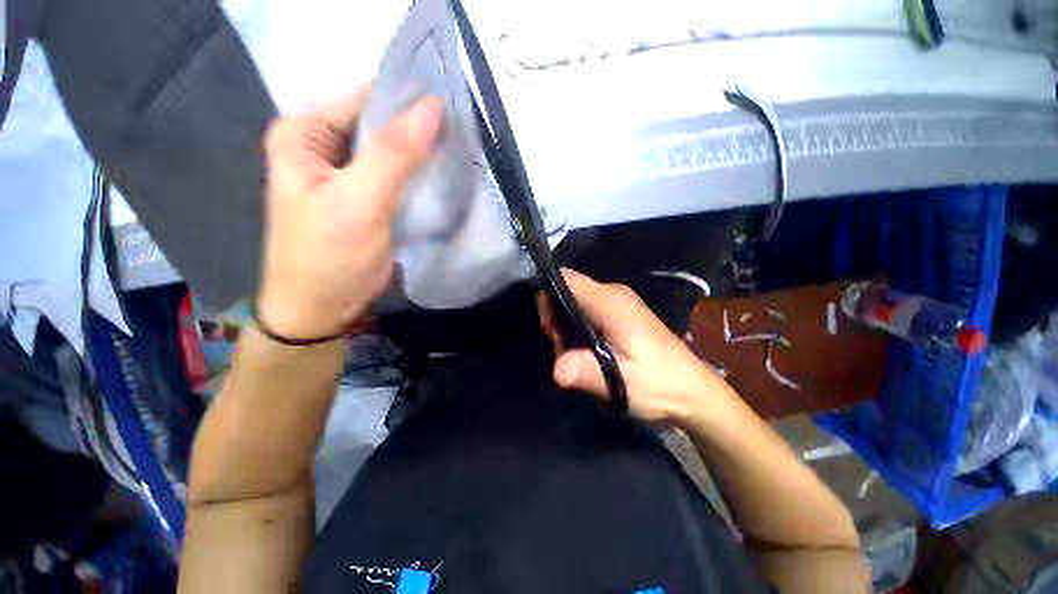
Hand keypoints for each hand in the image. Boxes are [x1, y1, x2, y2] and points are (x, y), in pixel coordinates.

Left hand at [258, 87, 442, 337]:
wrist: (322, 308)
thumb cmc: (329, 256)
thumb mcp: (359, 201)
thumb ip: (395, 154)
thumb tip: (433, 107)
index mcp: (305, 133)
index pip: (365, 100)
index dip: (408, 102)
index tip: (453, 110)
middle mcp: (323, 146)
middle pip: (380, 125)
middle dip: (419, 131)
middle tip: (463, 136)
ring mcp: (347, 174)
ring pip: (393, 152)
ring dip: (423, 155)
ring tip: (460, 155)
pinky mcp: (367, 197)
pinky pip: (398, 177)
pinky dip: (420, 177)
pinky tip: (444, 178)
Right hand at [537, 269, 733, 425]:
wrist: (694, 391)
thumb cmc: (660, 383)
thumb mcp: (621, 382)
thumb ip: (586, 372)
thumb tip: (556, 369)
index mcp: (612, 302)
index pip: (568, 279)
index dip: (549, 296)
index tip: (549, 328)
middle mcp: (614, 294)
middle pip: (570, 289)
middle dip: (556, 316)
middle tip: (562, 349)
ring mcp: (619, 302)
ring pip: (578, 301)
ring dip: (566, 324)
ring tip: (575, 355)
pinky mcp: (622, 314)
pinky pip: (589, 309)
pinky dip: (579, 326)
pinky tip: (587, 350)